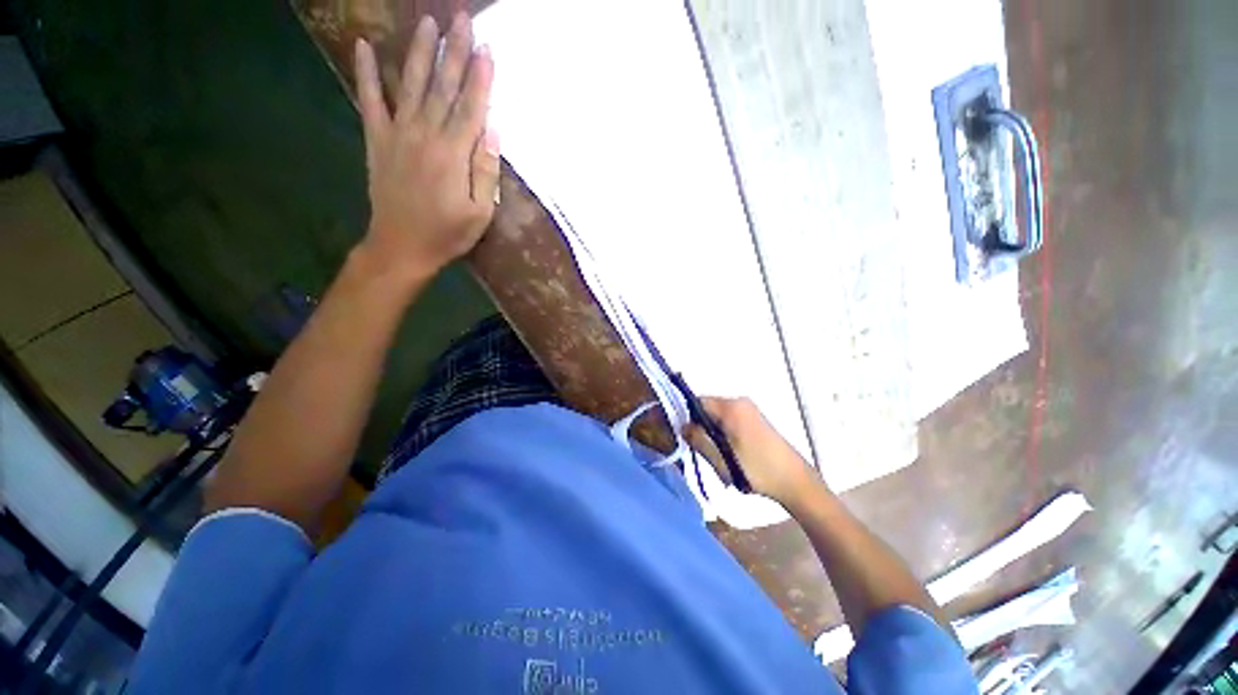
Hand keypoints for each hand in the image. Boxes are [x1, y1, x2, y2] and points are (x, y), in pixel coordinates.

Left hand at [353, 13, 499, 283]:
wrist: (401, 247)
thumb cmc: (448, 234)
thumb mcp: (481, 213)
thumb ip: (486, 172)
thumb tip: (492, 132)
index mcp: (454, 154)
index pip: (471, 107)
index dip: (481, 78)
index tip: (489, 48)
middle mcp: (425, 135)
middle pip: (444, 87)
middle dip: (455, 52)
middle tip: (463, 19)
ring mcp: (398, 134)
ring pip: (412, 85)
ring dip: (421, 52)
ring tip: (428, 23)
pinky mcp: (378, 140)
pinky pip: (370, 101)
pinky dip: (367, 73)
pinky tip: (365, 47)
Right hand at [683, 396, 819, 507]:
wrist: (795, 481)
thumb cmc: (756, 470)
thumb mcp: (721, 459)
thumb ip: (698, 440)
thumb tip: (682, 427)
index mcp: (731, 407)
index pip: (697, 402)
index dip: (686, 417)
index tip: (685, 436)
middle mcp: (739, 401)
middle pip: (707, 407)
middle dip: (699, 426)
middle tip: (701, 449)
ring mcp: (749, 409)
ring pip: (717, 415)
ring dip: (711, 431)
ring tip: (716, 454)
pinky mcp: (755, 418)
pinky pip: (728, 418)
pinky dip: (722, 431)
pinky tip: (728, 451)